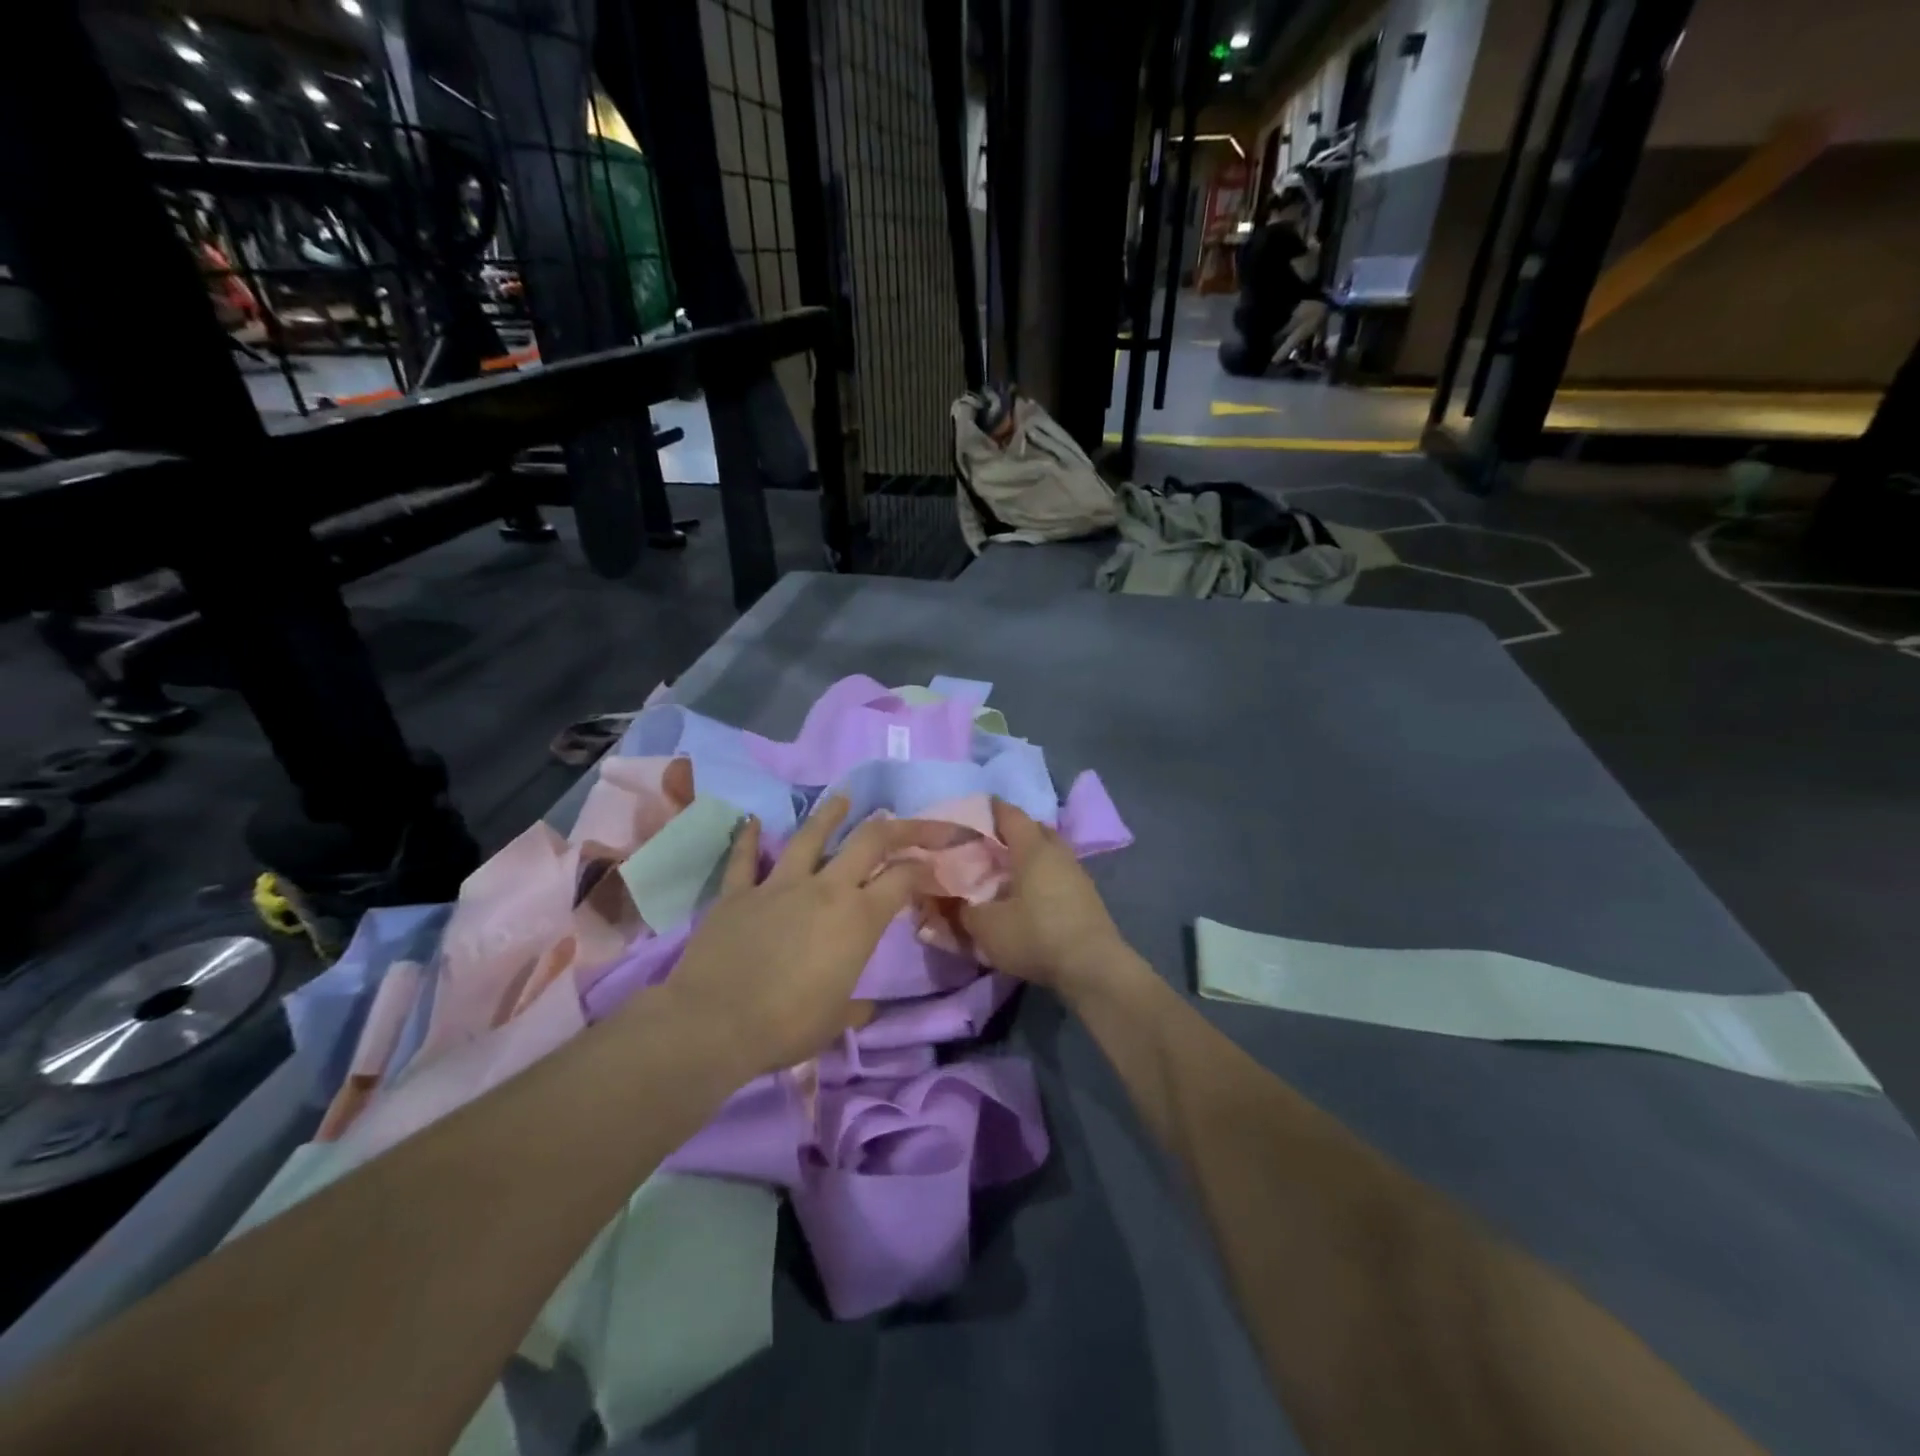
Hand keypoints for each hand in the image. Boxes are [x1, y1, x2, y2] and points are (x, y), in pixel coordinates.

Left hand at [657, 795, 940, 1075]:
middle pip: (868, 841)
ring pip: (810, 836)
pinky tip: (750, 820)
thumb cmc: (787, 1026)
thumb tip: (868, 1008)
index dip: (924, 866)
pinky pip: (743, 858)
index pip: (903, 878)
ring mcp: (779, 885)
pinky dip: (747, 838)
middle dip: (895, 826)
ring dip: (829, 815)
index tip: (934, 862)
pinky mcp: (738, 892)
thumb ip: (856, 1007)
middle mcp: (825, 889)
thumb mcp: (835, 1021)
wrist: (715, 1024)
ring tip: (843, 798)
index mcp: (859, 919)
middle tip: (905, 819)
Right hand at [958, 799, 1135, 1000]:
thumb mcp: (987, 927)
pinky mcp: (1087, 896)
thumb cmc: (1036, 935)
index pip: (1010, 814)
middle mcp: (1058, 852)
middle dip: (1012, 831)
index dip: (991, 809)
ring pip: (1049, 852)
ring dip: (1029, 856)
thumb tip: (954, 901)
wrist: (1093, 967)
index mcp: (1032, 848)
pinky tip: (1029, 895)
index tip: (973, 810)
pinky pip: (1059, 873)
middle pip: (1034, 829)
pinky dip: (1042, 876)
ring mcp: (1077, 873)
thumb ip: (964, 910)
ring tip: (1007, 871)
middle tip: (988, 844)